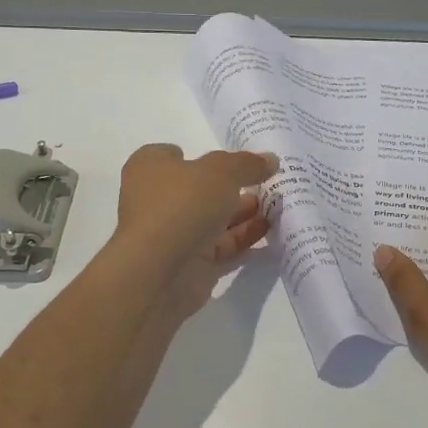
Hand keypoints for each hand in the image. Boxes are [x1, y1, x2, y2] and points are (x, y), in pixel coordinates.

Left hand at [113, 144, 277, 319]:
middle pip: (199, 187)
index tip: (229, 159)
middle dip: (232, 185)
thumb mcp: (221, 171)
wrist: (160, 272)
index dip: (199, 155)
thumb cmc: (183, 205)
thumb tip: (270, 160)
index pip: (171, 155)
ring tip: (277, 205)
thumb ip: (247, 164)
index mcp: (151, 168)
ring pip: (213, 217)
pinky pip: (222, 245)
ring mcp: (173, 232)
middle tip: (267, 182)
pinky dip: (244, 237)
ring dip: (243, 211)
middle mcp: (158, 199)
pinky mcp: (190, 262)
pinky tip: (270, 230)